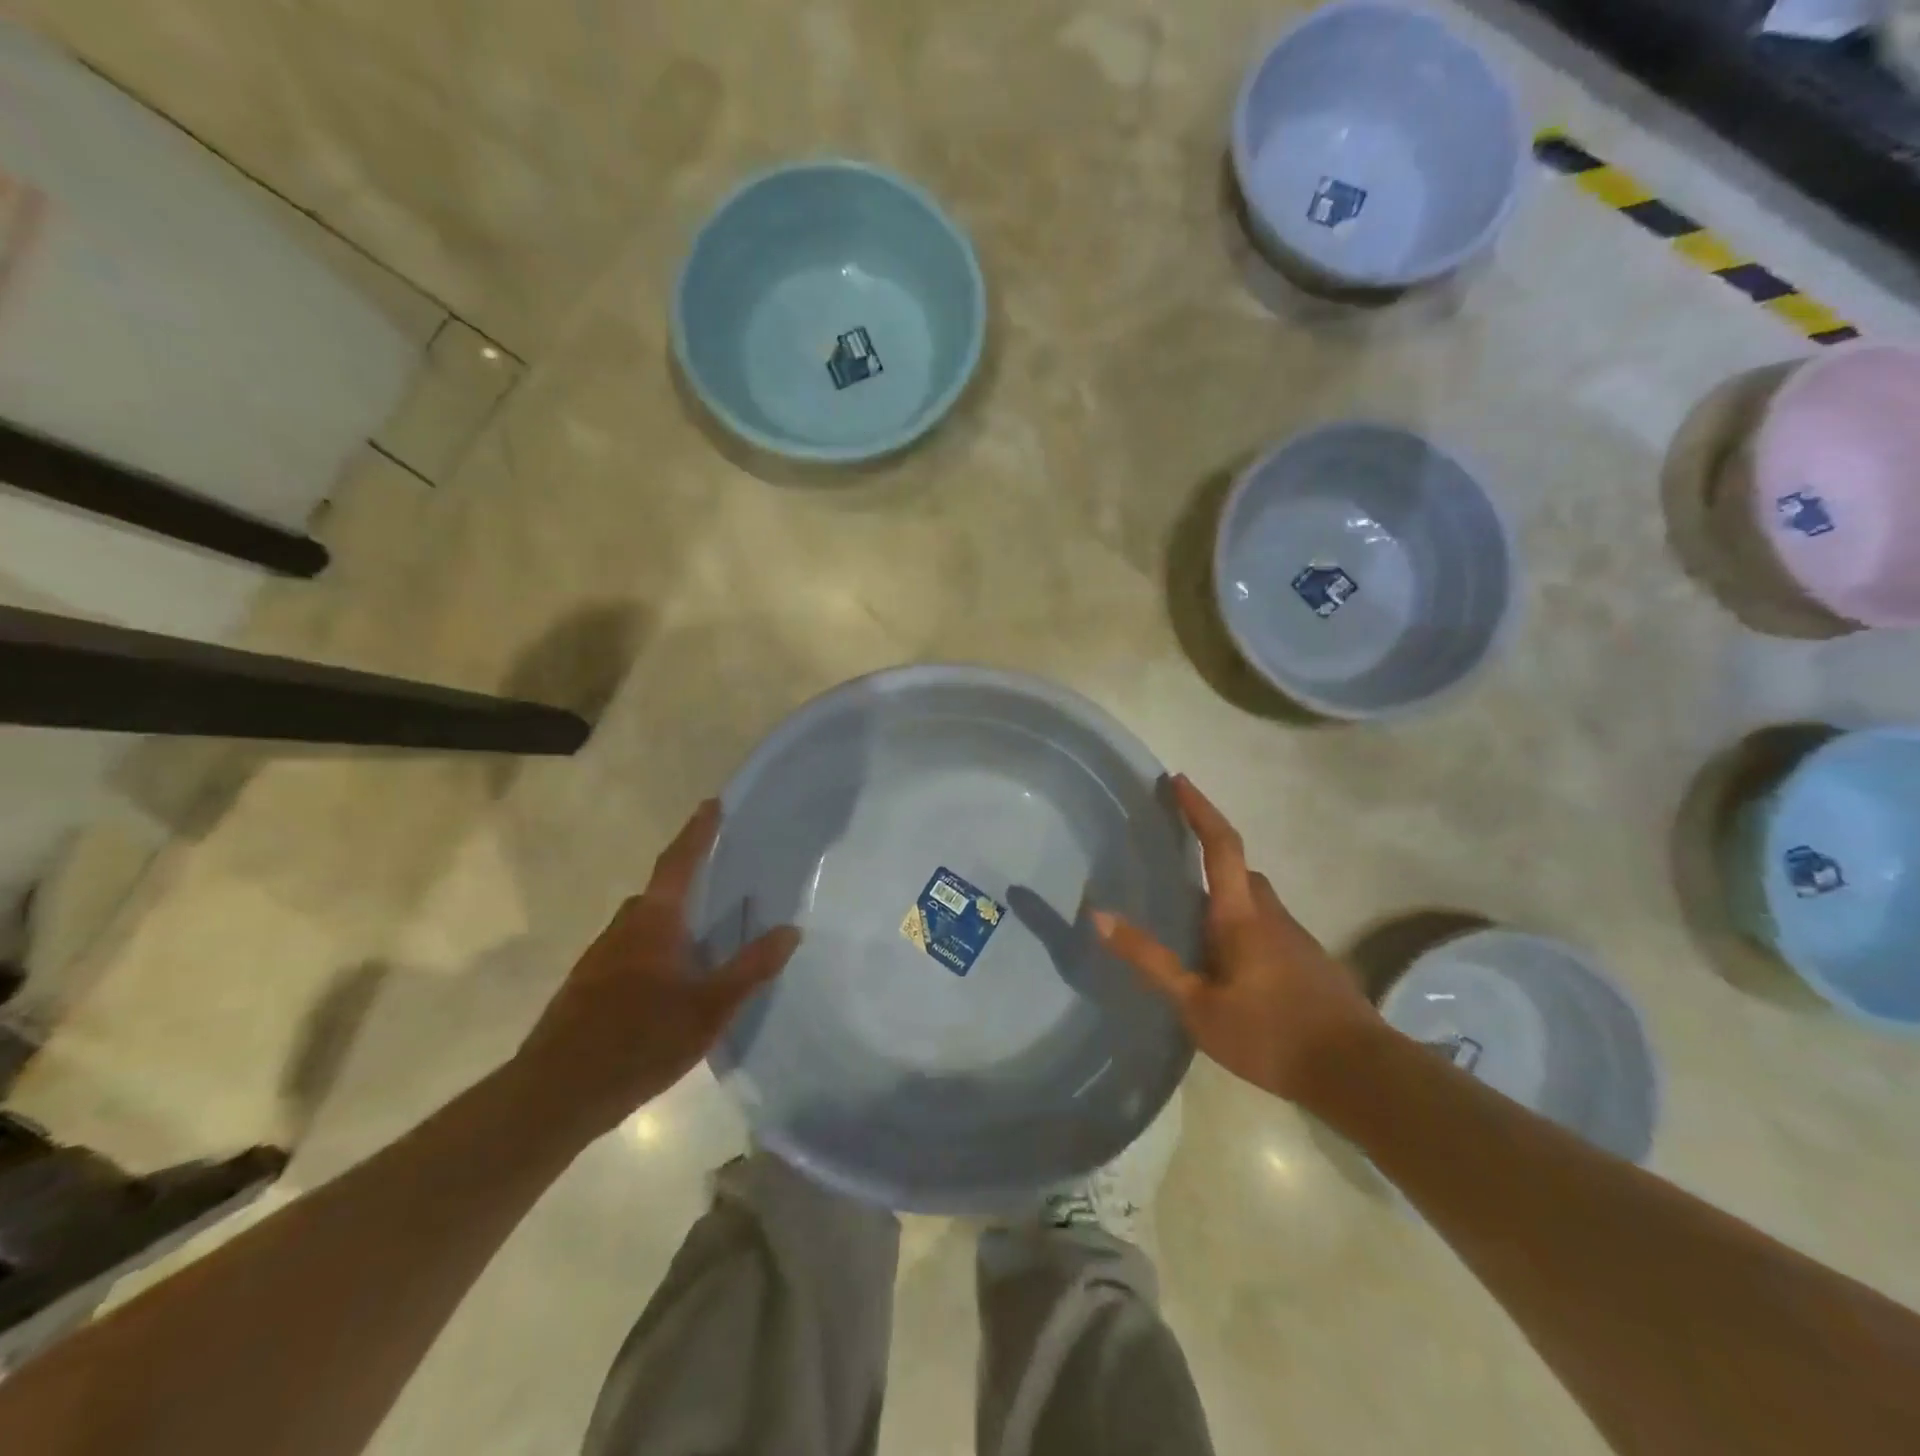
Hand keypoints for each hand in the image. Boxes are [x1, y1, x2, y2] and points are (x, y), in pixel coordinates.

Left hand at [516, 799, 798, 1139]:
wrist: (554, 1095)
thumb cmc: (638, 1041)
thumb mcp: (709, 1008)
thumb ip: (750, 968)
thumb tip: (791, 930)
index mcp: (652, 922)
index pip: (679, 863)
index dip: (698, 833)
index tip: (713, 804)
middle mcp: (622, 929)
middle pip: (659, 893)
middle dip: (687, 883)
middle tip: (721, 883)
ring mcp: (599, 959)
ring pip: (643, 926)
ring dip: (671, 923)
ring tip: (702, 940)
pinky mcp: (587, 988)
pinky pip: (630, 952)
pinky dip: (655, 952)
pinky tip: (669, 985)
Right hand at [1093, 774, 1379, 1102]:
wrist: (1358, 1073)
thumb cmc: (1269, 1034)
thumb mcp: (1197, 1005)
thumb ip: (1150, 960)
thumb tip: (1099, 916)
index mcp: (1241, 915)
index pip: (1220, 845)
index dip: (1199, 809)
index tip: (1178, 780)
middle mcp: (1271, 914)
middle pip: (1240, 870)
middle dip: (1210, 853)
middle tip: (1174, 859)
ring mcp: (1295, 937)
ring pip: (1254, 900)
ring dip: (1225, 896)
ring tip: (1192, 921)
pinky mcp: (1309, 962)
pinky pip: (1267, 926)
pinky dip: (1242, 925)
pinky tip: (1228, 964)